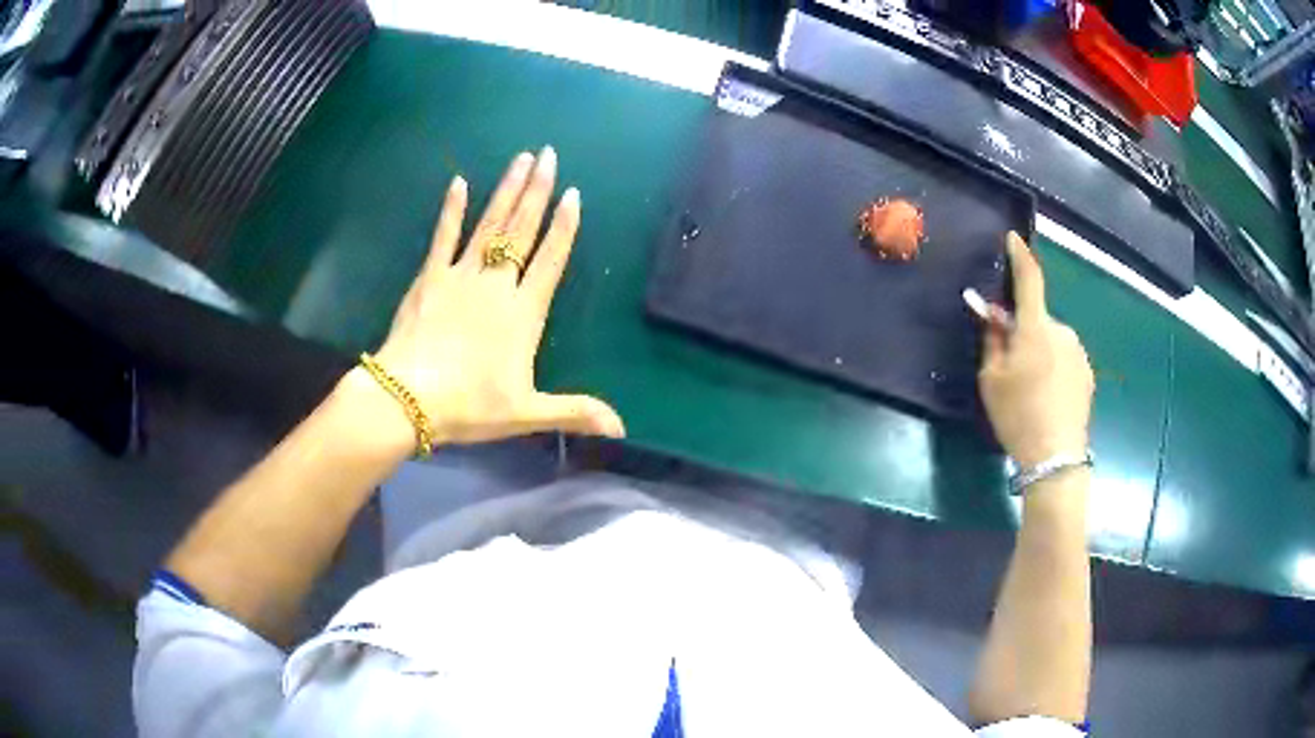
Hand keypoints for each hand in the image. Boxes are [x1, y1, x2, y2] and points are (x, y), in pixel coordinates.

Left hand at [366, 148, 624, 446]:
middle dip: (537, 191)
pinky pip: (443, 237)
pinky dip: (452, 210)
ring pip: (489, 225)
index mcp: (523, 313)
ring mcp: (460, 276)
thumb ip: (574, 412)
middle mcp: (496, 285)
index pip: (550, 261)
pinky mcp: (430, 278)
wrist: (409, 398)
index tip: (572, 194)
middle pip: (521, 231)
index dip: (564, 228)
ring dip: (506, 191)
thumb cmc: (469, 406)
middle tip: (548, 155)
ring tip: (521, 159)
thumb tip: (622, 428)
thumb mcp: (526, 414)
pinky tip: (459, 183)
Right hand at [979, 233, 1093, 468]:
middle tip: (1008, 360)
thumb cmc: (1018, 416)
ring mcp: (1078, 352)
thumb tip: (993, 314)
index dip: (1020, 255)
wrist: (1056, 458)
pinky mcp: (1087, 373)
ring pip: (1052, 339)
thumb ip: (992, 339)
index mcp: (1036, 328)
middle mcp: (1062, 331)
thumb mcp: (992, 379)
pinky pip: (1064, 356)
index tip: (1013, 238)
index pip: (1029, 278)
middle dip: (1023, 328)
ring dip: (1039, 349)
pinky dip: (1053, 365)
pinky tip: (1046, 396)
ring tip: (1030, 387)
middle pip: (1038, 317)